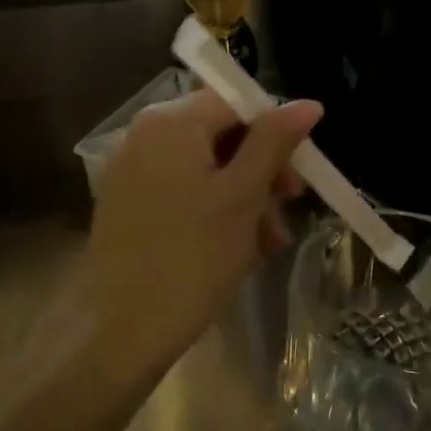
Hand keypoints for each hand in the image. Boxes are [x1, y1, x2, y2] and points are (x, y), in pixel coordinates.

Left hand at [79, 89, 320, 372]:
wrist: (122, 328)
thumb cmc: (192, 256)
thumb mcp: (243, 195)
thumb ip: (274, 142)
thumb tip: (308, 103)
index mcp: (171, 121)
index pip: (236, 102)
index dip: (275, 132)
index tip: (298, 176)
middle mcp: (144, 135)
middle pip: (220, 135)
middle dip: (261, 172)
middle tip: (289, 209)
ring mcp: (132, 171)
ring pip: (205, 169)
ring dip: (245, 198)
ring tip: (269, 243)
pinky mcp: (128, 205)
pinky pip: (182, 193)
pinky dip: (214, 211)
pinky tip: (239, 249)